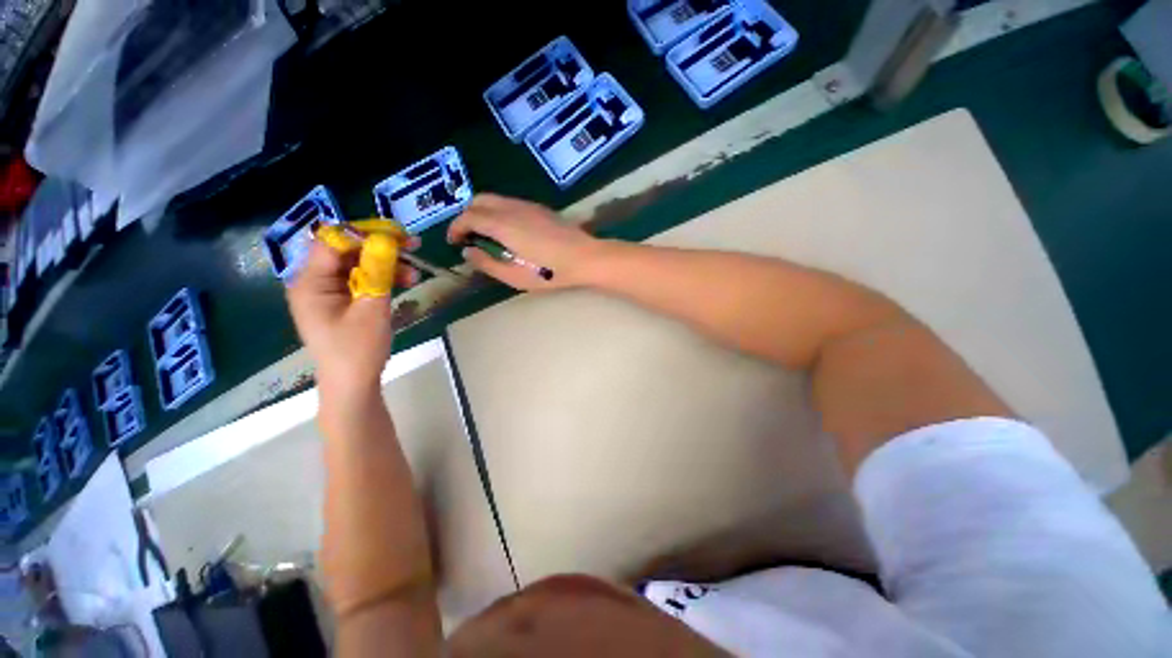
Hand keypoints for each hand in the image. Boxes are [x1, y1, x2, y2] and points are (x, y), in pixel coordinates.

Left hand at [286, 239, 418, 392]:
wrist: (353, 384)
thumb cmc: (358, 349)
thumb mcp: (372, 308)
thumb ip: (378, 271)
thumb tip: (387, 240)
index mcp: (310, 282)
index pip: (333, 241)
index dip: (365, 233)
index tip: (398, 234)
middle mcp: (313, 282)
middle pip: (346, 251)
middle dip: (380, 248)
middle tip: (412, 247)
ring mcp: (326, 292)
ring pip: (357, 265)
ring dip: (386, 264)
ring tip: (414, 273)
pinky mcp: (340, 301)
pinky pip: (360, 280)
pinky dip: (382, 278)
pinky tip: (403, 282)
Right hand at [447, 194, 603, 290]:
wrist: (585, 257)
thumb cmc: (551, 272)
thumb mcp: (515, 276)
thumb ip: (488, 263)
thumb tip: (467, 252)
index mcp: (503, 225)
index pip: (469, 217)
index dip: (456, 228)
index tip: (453, 242)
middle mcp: (512, 208)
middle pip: (479, 200)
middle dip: (466, 215)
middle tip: (467, 237)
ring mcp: (528, 205)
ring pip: (495, 199)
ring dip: (483, 212)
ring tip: (486, 235)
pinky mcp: (539, 208)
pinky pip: (510, 203)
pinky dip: (498, 212)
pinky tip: (507, 231)